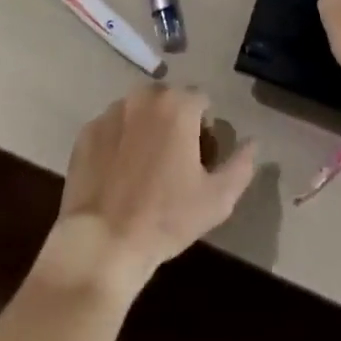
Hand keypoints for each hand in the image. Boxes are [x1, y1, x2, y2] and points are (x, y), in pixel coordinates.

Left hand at [45, 87, 256, 297]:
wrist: (103, 243)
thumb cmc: (166, 218)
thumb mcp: (217, 199)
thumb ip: (241, 165)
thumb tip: (253, 142)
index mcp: (178, 105)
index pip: (201, 101)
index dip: (204, 128)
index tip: (199, 158)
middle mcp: (144, 97)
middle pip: (168, 101)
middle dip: (174, 123)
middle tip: (173, 163)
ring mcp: (111, 112)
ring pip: (138, 111)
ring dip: (145, 129)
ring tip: (143, 169)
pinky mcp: (86, 131)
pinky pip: (111, 129)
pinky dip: (117, 142)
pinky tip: (117, 175)